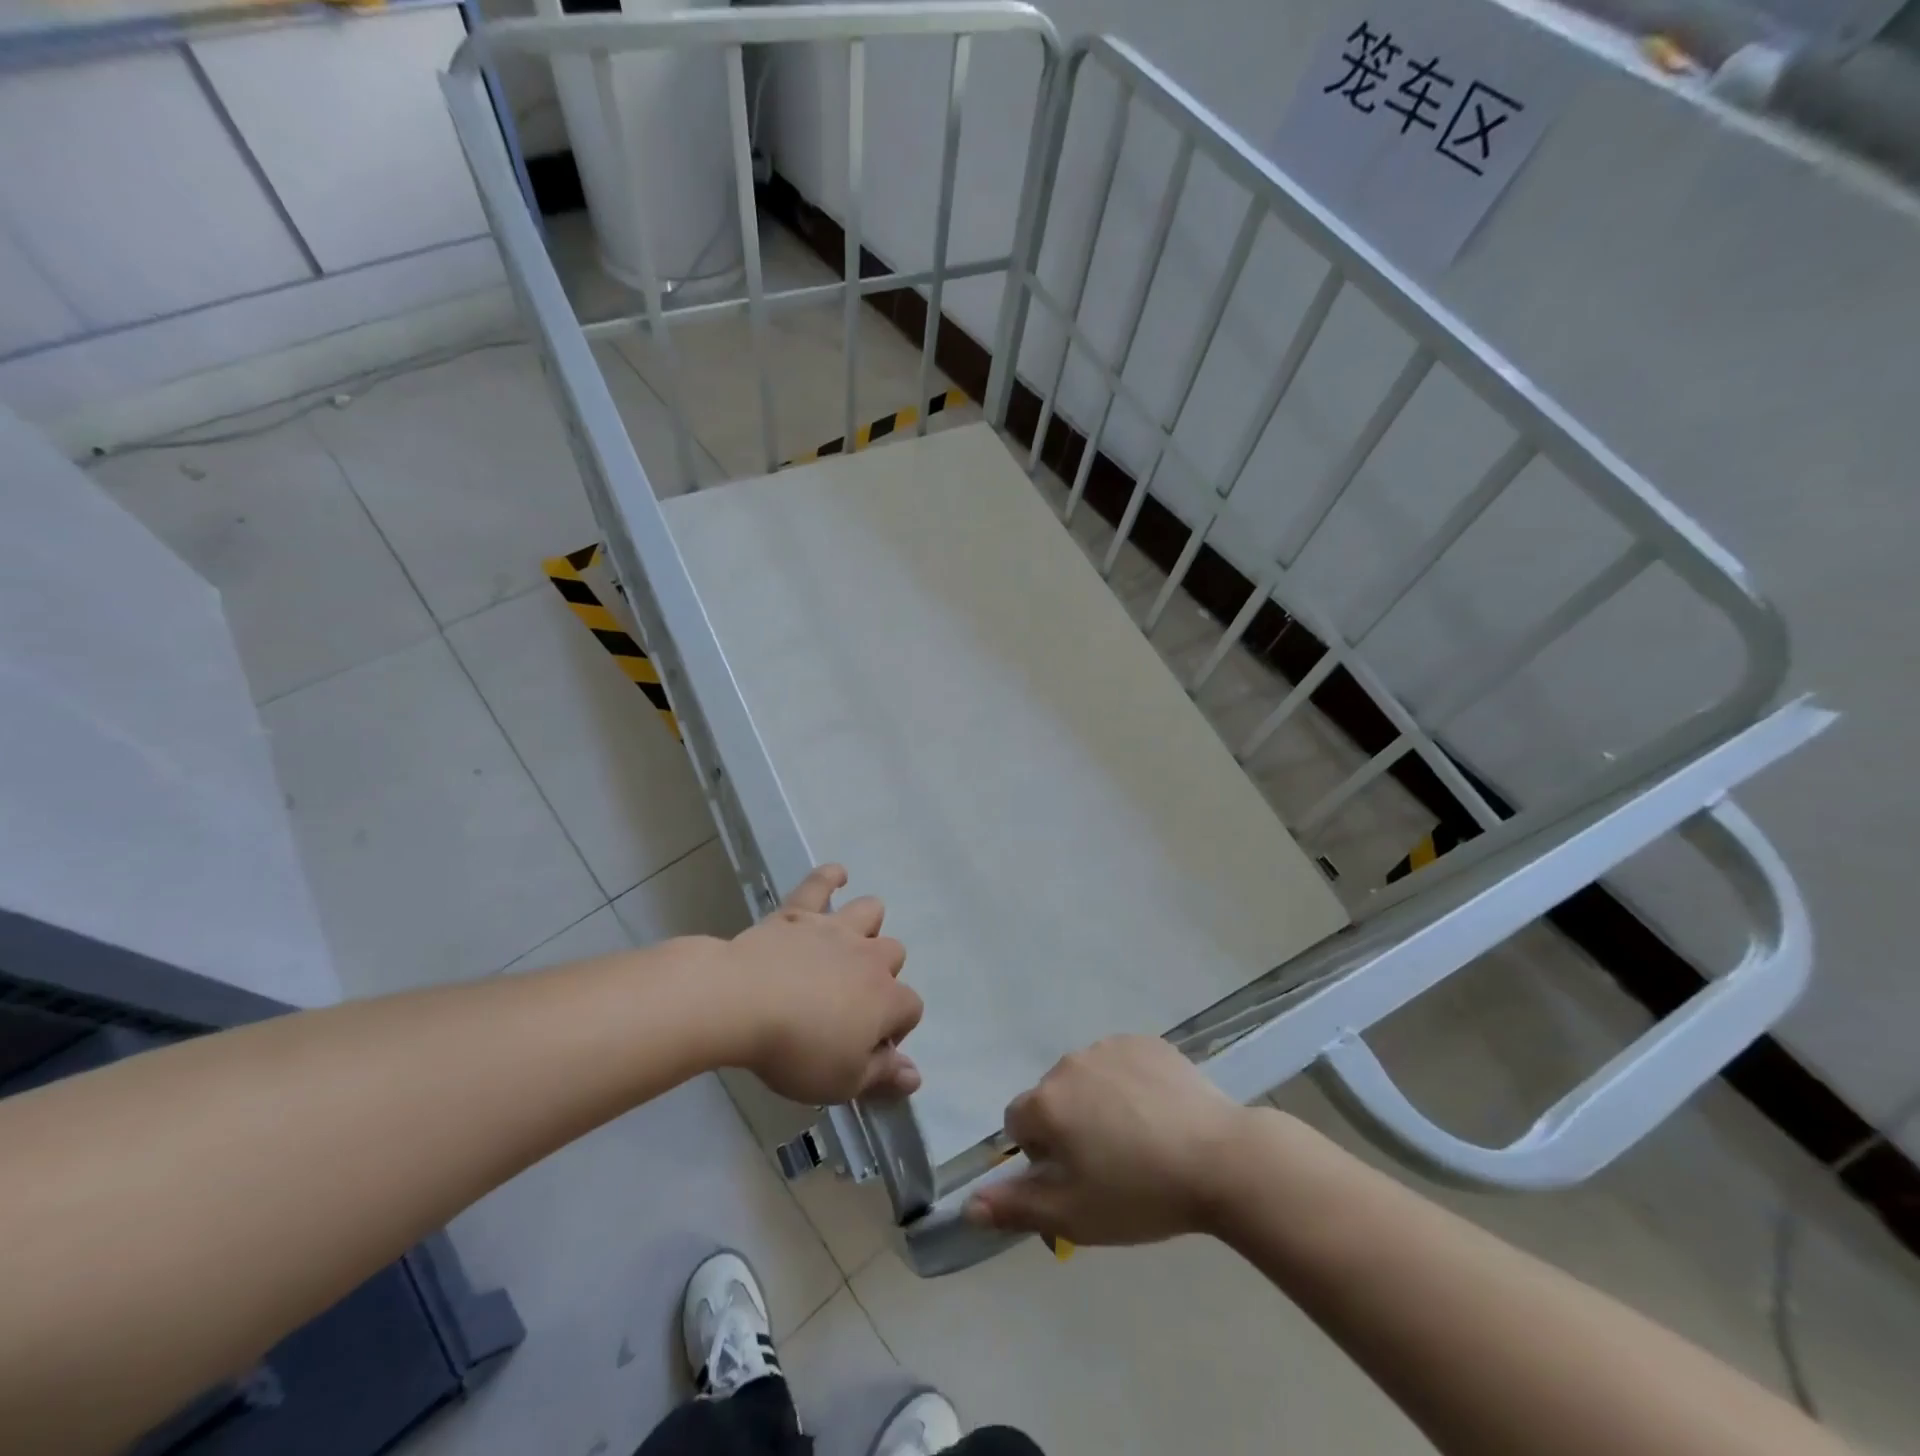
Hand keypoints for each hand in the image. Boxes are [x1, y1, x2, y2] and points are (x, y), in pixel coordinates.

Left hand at [717, 865, 923, 1105]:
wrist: (744, 1002)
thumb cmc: (797, 1049)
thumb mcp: (842, 1081)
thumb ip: (882, 1076)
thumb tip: (915, 1076)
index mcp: (886, 998)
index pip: (911, 1009)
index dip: (896, 1030)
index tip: (868, 1049)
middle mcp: (870, 956)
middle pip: (894, 955)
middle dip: (882, 976)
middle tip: (851, 1003)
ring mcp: (835, 929)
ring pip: (871, 912)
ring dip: (867, 925)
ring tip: (850, 944)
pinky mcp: (800, 912)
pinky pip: (821, 883)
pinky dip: (830, 877)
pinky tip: (837, 876)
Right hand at [963, 1035, 1259, 1245]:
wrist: (1221, 1159)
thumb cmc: (1140, 1193)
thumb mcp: (1073, 1216)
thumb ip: (1015, 1207)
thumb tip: (967, 1205)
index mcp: (1046, 1103)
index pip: (1018, 1124)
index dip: (1041, 1154)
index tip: (1076, 1177)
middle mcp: (1069, 1064)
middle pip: (1053, 1098)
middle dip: (1069, 1126)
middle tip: (1110, 1164)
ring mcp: (1109, 1046)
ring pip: (1087, 1078)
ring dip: (1098, 1102)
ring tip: (1140, 1138)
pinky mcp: (1145, 1041)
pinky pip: (1121, 1063)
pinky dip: (1129, 1083)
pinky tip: (1159, 1113)